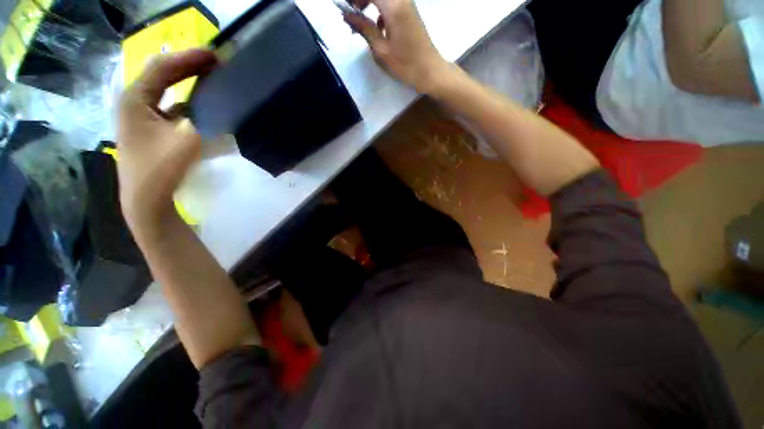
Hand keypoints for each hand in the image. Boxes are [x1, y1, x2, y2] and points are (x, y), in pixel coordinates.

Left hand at [116, 50, 215, 230]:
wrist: (147, 200)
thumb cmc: (161, 169)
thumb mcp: (188, 140)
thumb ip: (207, 118)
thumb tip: (224, 104)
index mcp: (134, 99)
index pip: (162, 68)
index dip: (189, 58)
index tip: (215, 55)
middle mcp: (133, 103)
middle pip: (161, 76)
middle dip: (188, 67)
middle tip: (215, 64)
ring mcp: (139, 117)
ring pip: (165, 91)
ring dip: (186, 83)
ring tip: (209, 79)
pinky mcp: (148, 130)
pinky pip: (168, 107)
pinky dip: (185, 102)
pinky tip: (200, 105)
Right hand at [344, 0, 451, 93]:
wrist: (430, 71)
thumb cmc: (406, 64)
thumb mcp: (381, 49)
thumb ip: (364, 28)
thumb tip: (347, 15)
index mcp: (394, 6)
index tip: (345, 9)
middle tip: (352, 13)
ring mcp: (407, 4)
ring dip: (370, 3)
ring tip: (362, 21)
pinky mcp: (410, 12)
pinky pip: (391, 3)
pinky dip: (380, 9)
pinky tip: (378, 27)